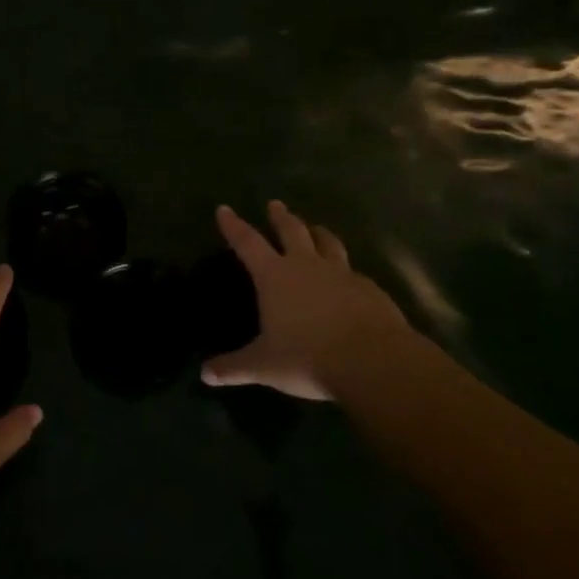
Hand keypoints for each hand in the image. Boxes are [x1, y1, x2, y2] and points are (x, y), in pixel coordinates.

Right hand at [202, 201, 419, 402]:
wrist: (373, 361)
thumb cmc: (308, 358)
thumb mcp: (264, 366)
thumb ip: (233, 367)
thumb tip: (204, 374)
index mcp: (275, 276)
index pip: (248, 243)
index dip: (234, 226)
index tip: (224, 209)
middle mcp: (307, 266)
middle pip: (292, 231)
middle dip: (281, 217)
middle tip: (275, 204)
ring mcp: (342, 274)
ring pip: (328, 243)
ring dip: (319, 233)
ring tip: (316, 228)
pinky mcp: (369, 289)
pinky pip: (353, 271)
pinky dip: (345, 268)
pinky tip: (348, 277)